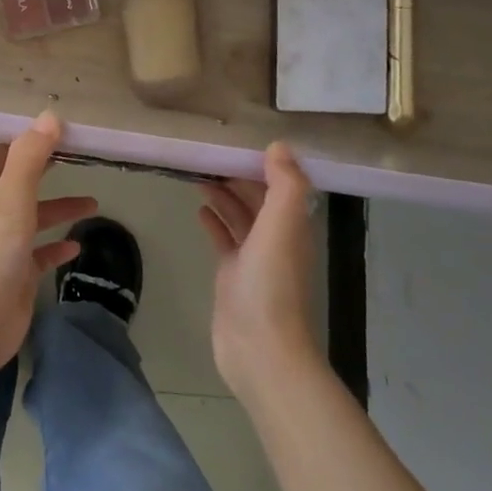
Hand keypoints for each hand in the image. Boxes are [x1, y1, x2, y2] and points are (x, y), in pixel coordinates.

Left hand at [0, 112, 97, 372]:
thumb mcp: (13, 195)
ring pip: (37, 219)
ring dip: (61, 209)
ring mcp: (7, 246)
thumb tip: (50, 115)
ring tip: (94, 203)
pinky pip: (42, 255)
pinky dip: (58, 247)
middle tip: (81, 158)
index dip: (29, 140)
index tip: (59, 129)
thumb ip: (30, 156)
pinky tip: (77, 246)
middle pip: (24, 184)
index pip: (7, 154)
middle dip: (49, 171)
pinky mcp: (19, 276)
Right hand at [199, 142, 321, 395]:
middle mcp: (277, 239)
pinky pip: (224, 240)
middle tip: (209, 155)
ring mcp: (254, 259)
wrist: (260, 348)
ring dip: (224, 196)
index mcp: (292, 225)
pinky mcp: (233, 275)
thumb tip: (279, 146)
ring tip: (199, 175)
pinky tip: (199, 210)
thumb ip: (285, 185)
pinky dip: (214, 222)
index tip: (237, 141)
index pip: (281, 185)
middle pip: (259, 199)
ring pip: (240, 217)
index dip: (263, 163)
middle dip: (239, 176)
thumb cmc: (271, 283)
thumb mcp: (282, 226)